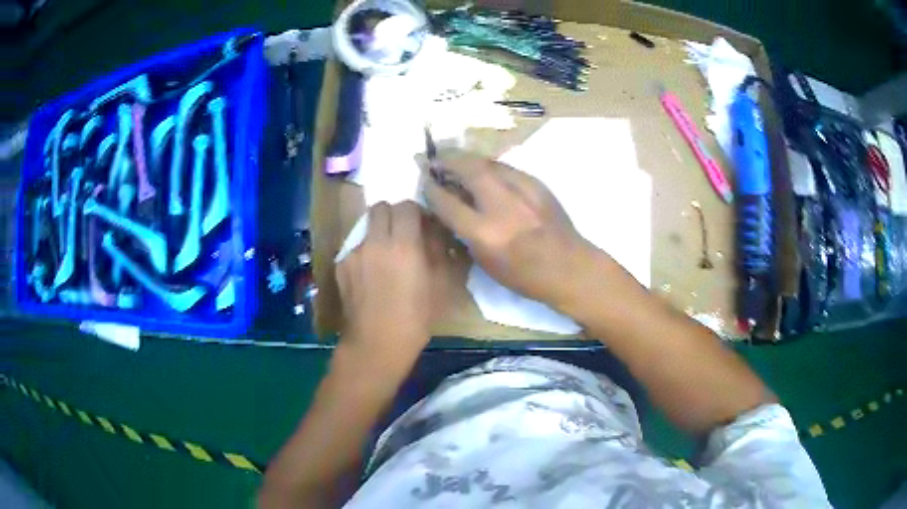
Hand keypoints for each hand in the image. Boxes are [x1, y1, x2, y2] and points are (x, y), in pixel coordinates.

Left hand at [336, 201, 431, 363]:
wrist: (376, 344)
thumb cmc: (415, 318)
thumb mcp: (440, 285)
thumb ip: (438, 250)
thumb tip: (435, 231)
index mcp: (403, 244)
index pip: (406, 205)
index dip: (416, 212)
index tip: (422, 226)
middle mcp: (374, 241)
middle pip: (381, 208)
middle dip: (393, 216)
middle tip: (403, 235)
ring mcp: (354, 252)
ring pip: (366, 227)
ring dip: (378, 233)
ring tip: (386, 258)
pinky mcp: (341, 265)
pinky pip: (356, 247)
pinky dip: (365, 252)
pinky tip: (370, 275)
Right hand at [423, 150, 593, 310]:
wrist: (569, 267)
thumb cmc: (524, 276)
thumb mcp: (486, 262)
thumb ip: (465, 233)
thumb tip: (451, 206)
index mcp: (484, 233)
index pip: (447, 202)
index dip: (431, 188)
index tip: (423, 180)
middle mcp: (500, 206)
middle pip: (467, 169)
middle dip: (446, 159)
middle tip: (434, 157)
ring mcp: (521, 191)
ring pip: (488, 162)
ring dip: (467, 158)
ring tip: (456, 159)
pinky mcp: (537, 184)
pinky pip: (506, 168)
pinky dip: (490, 167)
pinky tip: (486, 171)